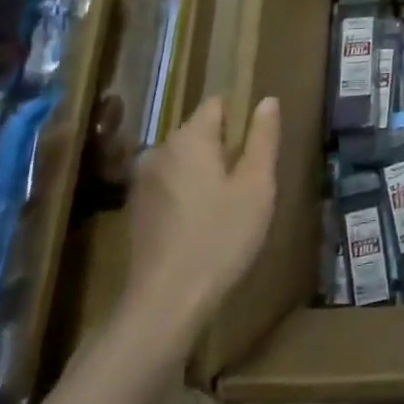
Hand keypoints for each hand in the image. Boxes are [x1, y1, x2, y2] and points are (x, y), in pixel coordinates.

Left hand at [126, 96, 279, 337]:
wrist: (165, 303)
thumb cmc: (220, 237)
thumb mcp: (257, 185)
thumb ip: (263, 138)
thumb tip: (267, 101)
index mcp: (189, 138)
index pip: (217, 103)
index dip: (241, 118)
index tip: (258, 148)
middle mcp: (159, 150)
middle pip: (200, 132)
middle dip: (225, 148)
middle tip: (250, 183)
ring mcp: (142, 182)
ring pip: (185, 161)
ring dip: (206, 172)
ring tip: (229, 206)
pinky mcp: (136, 210)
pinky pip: (171, 185)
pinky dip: (188, 194)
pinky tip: (204, 225)